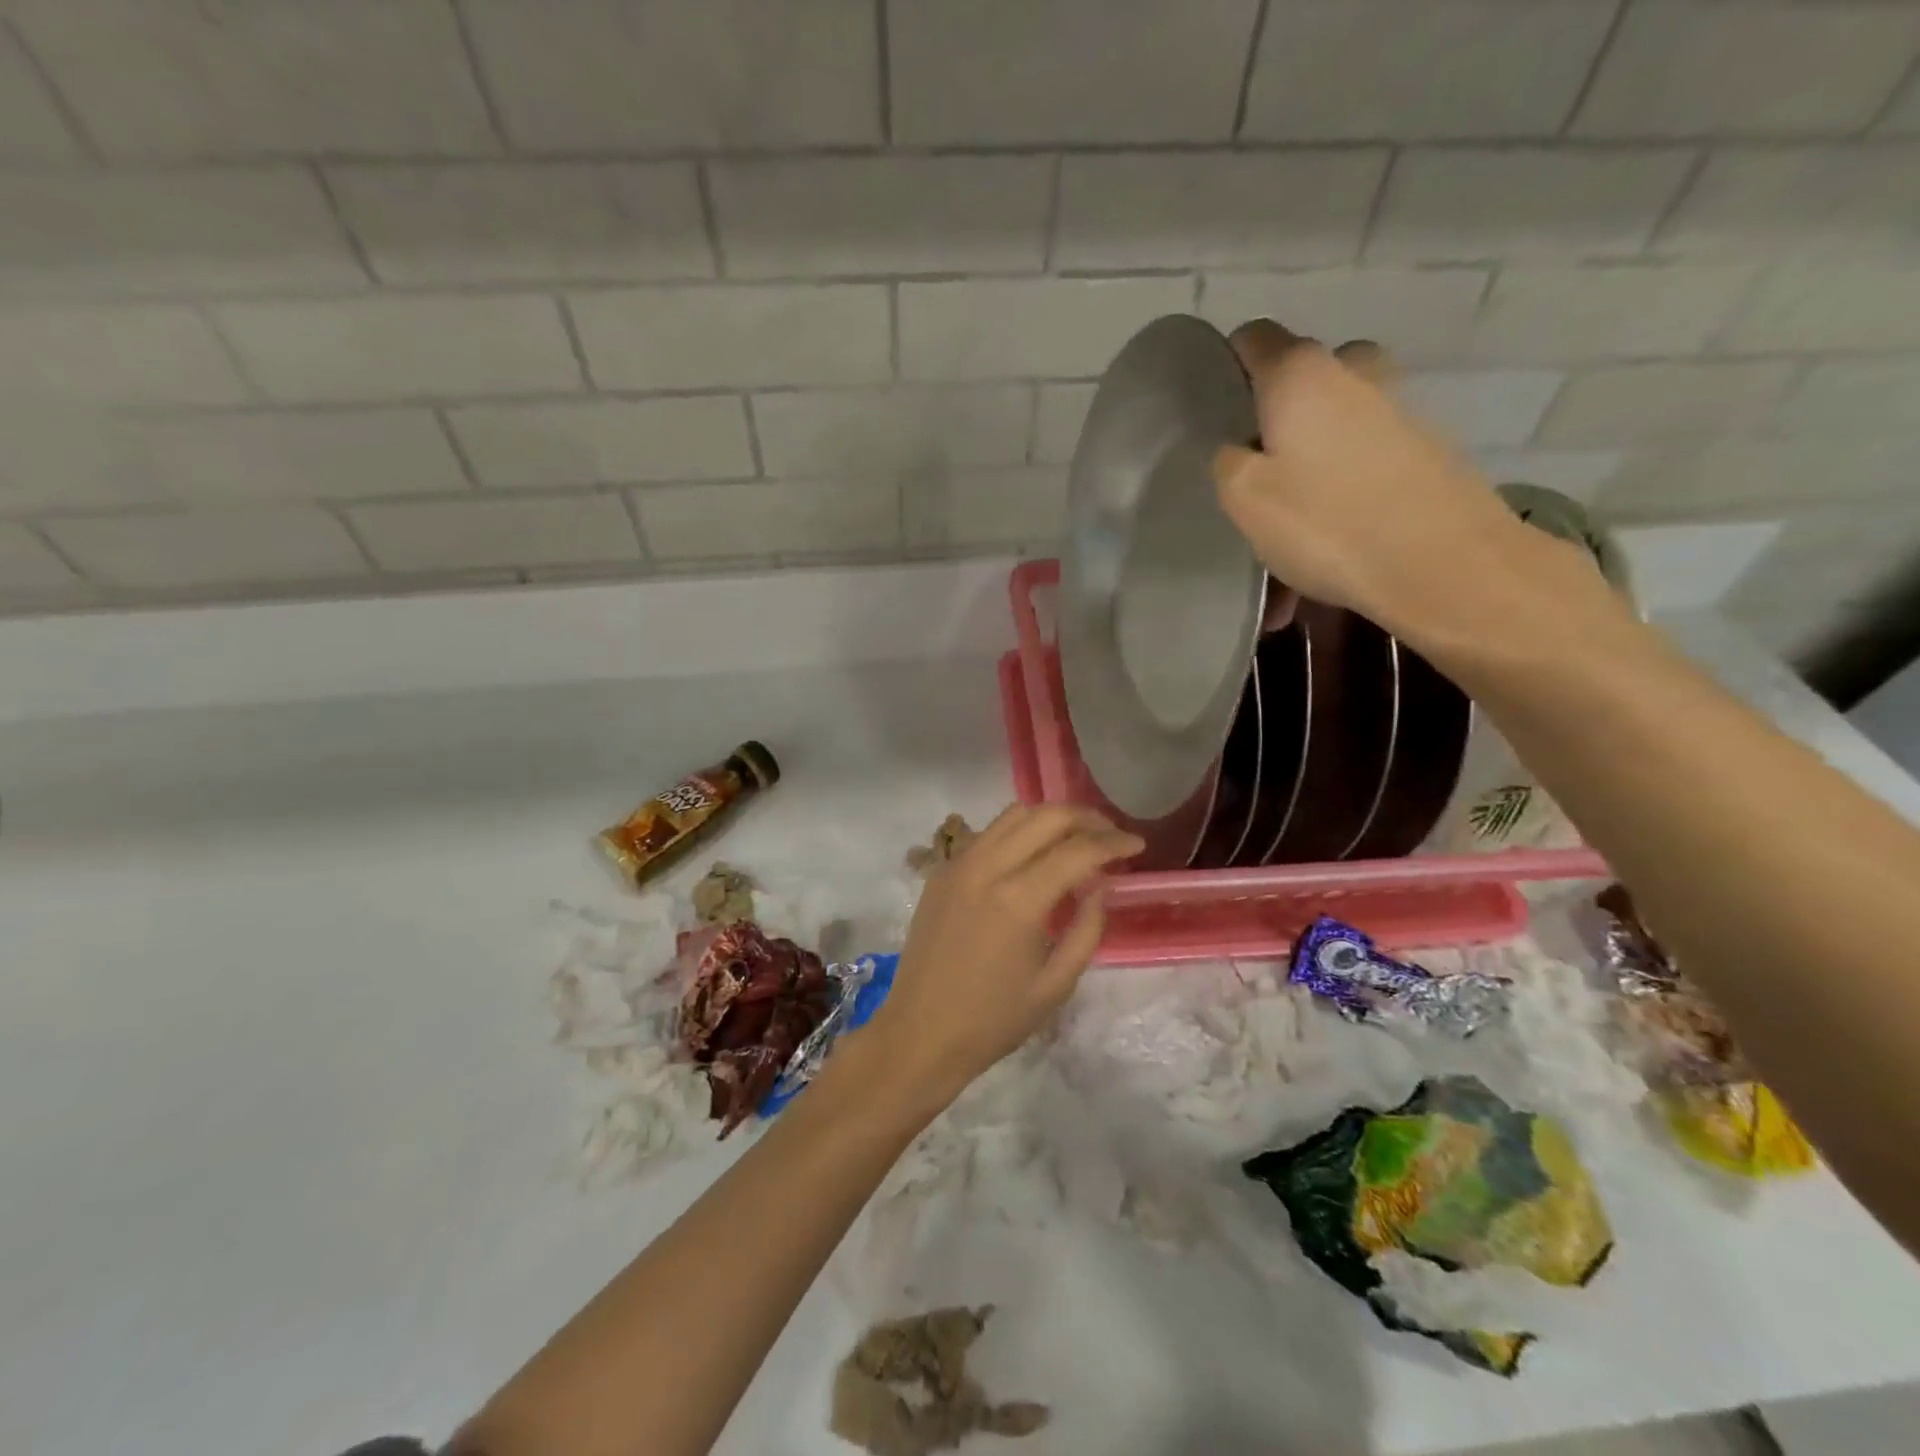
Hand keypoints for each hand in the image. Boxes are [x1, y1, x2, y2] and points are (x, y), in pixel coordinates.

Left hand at [866, 804, 1142, 1100]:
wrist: (920, 1031)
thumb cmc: (993, 1019)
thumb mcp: (1056, 984)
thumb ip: (1087, 928)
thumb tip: (1100, 885)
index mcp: (1018, 899)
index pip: (1077, 850)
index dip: (1114, 842)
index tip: (1137, 845)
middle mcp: (986, 867)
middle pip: (1046, 816)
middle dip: (1086, 818)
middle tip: (1110, 835)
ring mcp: (959, 864)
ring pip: (1013, 815)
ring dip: (1051, 818)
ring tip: (1076, 838)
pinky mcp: (942, 870)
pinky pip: (987, 834)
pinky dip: (1017, 832)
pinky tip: (1031, 855)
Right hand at [1210, 321, 1593, 654]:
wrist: (1444, 566)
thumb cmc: (1327, 524)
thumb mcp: (1245, 499)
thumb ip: (1227, 461)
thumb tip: (1239, 446)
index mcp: (1302, 373)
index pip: (1254, 338)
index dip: (1227, 368)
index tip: (1214, 413)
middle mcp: (1355, 372)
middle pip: (1299, 384)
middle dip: (1273, 423)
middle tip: (1255, 478)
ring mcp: (1399, 407)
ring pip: (1333, 430)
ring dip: (1307, 471)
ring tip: (1289, 537)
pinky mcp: (1428, 447)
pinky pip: (1364, 464)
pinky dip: (1342, 496)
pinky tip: (1329, 550)